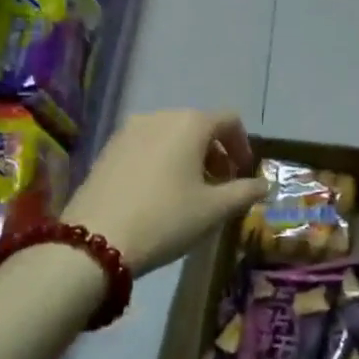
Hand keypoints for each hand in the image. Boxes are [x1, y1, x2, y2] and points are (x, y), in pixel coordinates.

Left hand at [63, 110, 267, 275]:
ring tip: (190, 192)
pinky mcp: (107, 149)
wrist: (94, 241)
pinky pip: (146, 146)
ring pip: (171, 135)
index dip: (243, 146)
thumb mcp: (214, 210)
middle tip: (221, 186)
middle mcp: (159, 116)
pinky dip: (162, 161)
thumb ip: (245, 192)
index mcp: (190, 123)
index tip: (244, 174)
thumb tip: (263, 185)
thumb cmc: (166, 219)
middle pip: (198, 125)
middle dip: (215, 153)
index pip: (229, 120)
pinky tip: (160, 193)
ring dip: (188, 157)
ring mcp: (128, 131)